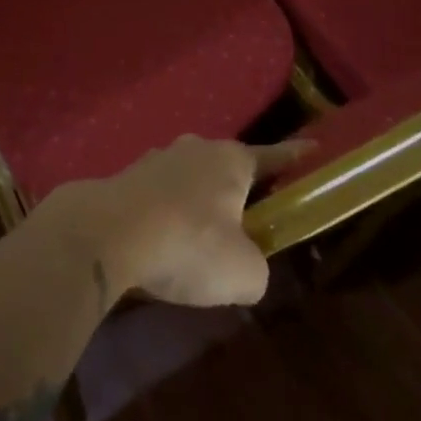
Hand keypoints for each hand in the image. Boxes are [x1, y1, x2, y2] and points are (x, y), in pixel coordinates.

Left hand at [37, 137, 309, 307]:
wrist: (109, 232)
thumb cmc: (189, 244)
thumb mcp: (244, 273)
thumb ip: (256, 268)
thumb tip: (244, 267)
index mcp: (231, 161)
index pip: (272, 156)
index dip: (294, 156)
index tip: (312, 147)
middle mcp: (195, 149)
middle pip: (225, 168)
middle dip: (236, 192)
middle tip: (245, 224)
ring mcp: (156, 159)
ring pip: (188, 181)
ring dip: (195, 206)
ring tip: (195, 244)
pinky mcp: (125, 178)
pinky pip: (158, 197)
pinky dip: (165, 217)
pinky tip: (160, 246)